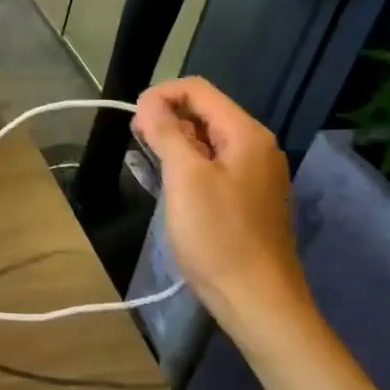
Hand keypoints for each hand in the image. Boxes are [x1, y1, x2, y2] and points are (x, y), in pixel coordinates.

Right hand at [133, 78, 317, 360]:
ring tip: (150, 163)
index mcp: (246, 134)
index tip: (133, 120)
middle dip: (167, 117)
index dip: (161, 95)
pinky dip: (189, 164)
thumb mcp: (185, 178)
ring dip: (176, 142)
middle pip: (205, 111)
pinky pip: (215, 164)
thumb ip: (166, 132)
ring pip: (208, 139)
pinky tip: (172, 186)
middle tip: (137, 142)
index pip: (198, 89)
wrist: (257, 300)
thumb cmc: (218, 235)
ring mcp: (256, 173)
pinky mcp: (249, 198)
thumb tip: (149, 102)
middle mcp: (257, 146)